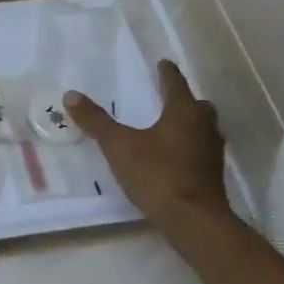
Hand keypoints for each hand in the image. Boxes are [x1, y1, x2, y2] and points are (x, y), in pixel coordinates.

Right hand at [65, 61, 228, 226]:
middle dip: (184, 100)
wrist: (193, 219)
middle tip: (168, 98)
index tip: (163, 64)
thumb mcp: (119, 146)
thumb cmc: (156, 174)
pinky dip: (190, 147)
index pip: (175, 84)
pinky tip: (175, 157)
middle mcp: (203, 126)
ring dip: (190, 124)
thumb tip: (71, 95)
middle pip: (197, 106)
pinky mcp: (212, 175)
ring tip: (170, 127)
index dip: (167, 73)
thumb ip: (96, 121)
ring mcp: (212, 152)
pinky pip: (201, 151)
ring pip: (203, 128)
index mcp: (183, 112)